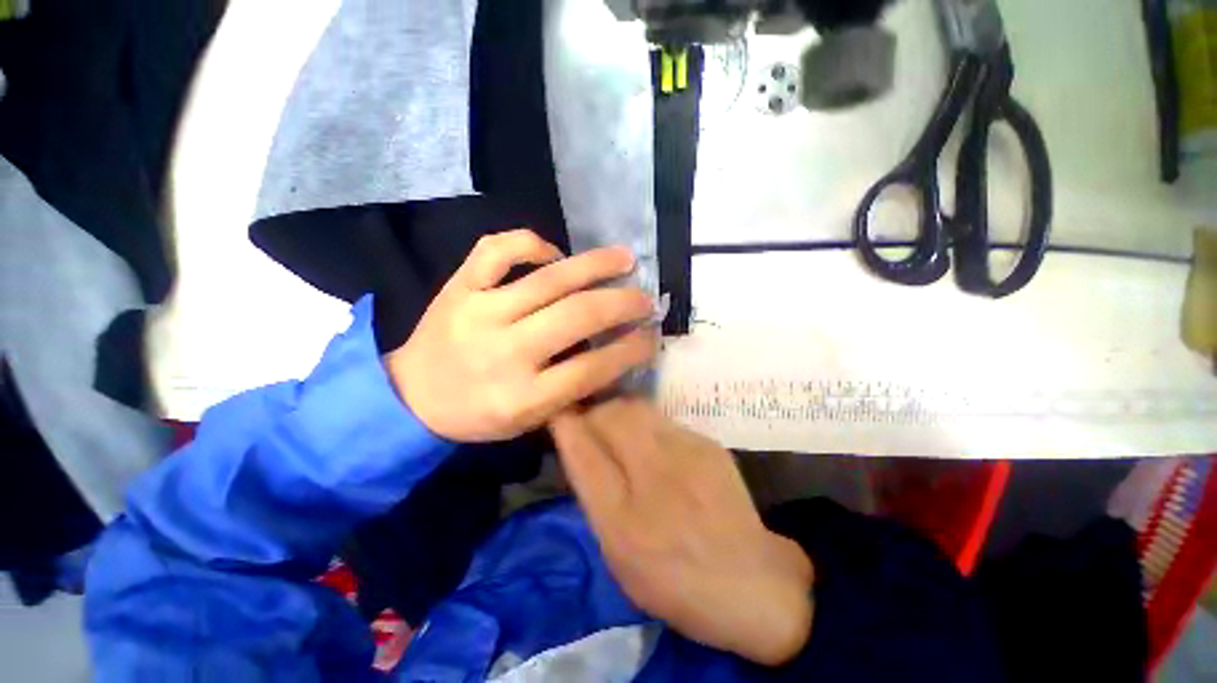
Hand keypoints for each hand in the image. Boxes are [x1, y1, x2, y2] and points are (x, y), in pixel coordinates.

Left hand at [386, 229, 658, 441]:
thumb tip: (614, 350)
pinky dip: (533, 244)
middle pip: (578, 317)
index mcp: (523, 396)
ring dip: (596, 265)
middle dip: (623, 304)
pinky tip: (554, 253)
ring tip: (625, 259)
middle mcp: (505, 351)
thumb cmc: (478, 414)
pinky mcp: (459, 286)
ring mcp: (480, 312)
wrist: (411, 397)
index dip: (630, 350)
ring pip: (550, 279)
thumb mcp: (529, 419)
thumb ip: (572, 388)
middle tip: (646, 298)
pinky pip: (498, 250)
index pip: (592, 368)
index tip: (651, 337)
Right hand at [550, 399, 813, 665]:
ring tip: (616, 426)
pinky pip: (662, 419)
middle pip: (611, 416)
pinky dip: (645, 422)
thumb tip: (579, 446)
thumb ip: (594, 496)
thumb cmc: (674, 580)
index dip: (565, 423)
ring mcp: (686, 454)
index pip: (583, 452)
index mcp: (623, 521)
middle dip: (592, 411)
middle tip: (589, 420)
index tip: (558, 412)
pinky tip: (651, 441)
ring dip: (617, 411)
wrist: (751, 581)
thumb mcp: (618, 555)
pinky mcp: (706, 443)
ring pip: (636, 408)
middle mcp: (654, 478)